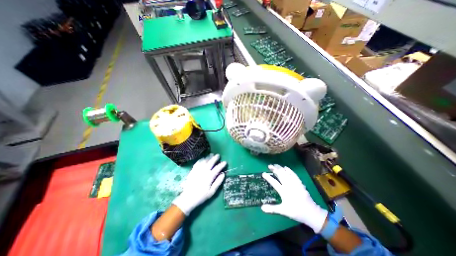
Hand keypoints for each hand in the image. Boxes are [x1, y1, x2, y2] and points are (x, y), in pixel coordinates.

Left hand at [173, 154, 225, 215]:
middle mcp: (204, 172)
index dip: (221, 165)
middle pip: (210, 162)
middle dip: (215, 158)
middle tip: (218, 155)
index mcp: (209, 177)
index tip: (225, 162)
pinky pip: (197, 163)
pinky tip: (203, 158)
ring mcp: (197, 170)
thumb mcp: (212, 192)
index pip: (217, 168)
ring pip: (204, 161)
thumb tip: (223, 174)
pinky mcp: (192, 171)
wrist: (187, 199)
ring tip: (211, 154)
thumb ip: (218, 182)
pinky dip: (201, 159)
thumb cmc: (201, 196)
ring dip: (208, 157)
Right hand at [260, 164, 327, 233]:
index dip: (268, 177)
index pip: (274, 182)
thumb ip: (272, 209)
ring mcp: (294, 183)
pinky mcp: (299, 183)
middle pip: (280, 175)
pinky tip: (286, 167)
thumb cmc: (296, 212)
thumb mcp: (283, 211)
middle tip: (269, 166)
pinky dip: (289, 170)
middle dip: (274, 169)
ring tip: (275, 165)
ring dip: (280, 168)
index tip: (263, 173)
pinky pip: (294, 174)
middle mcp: (288, 185)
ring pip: (286, 173)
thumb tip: (261, 208)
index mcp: (284, 191)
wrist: (311, 213)